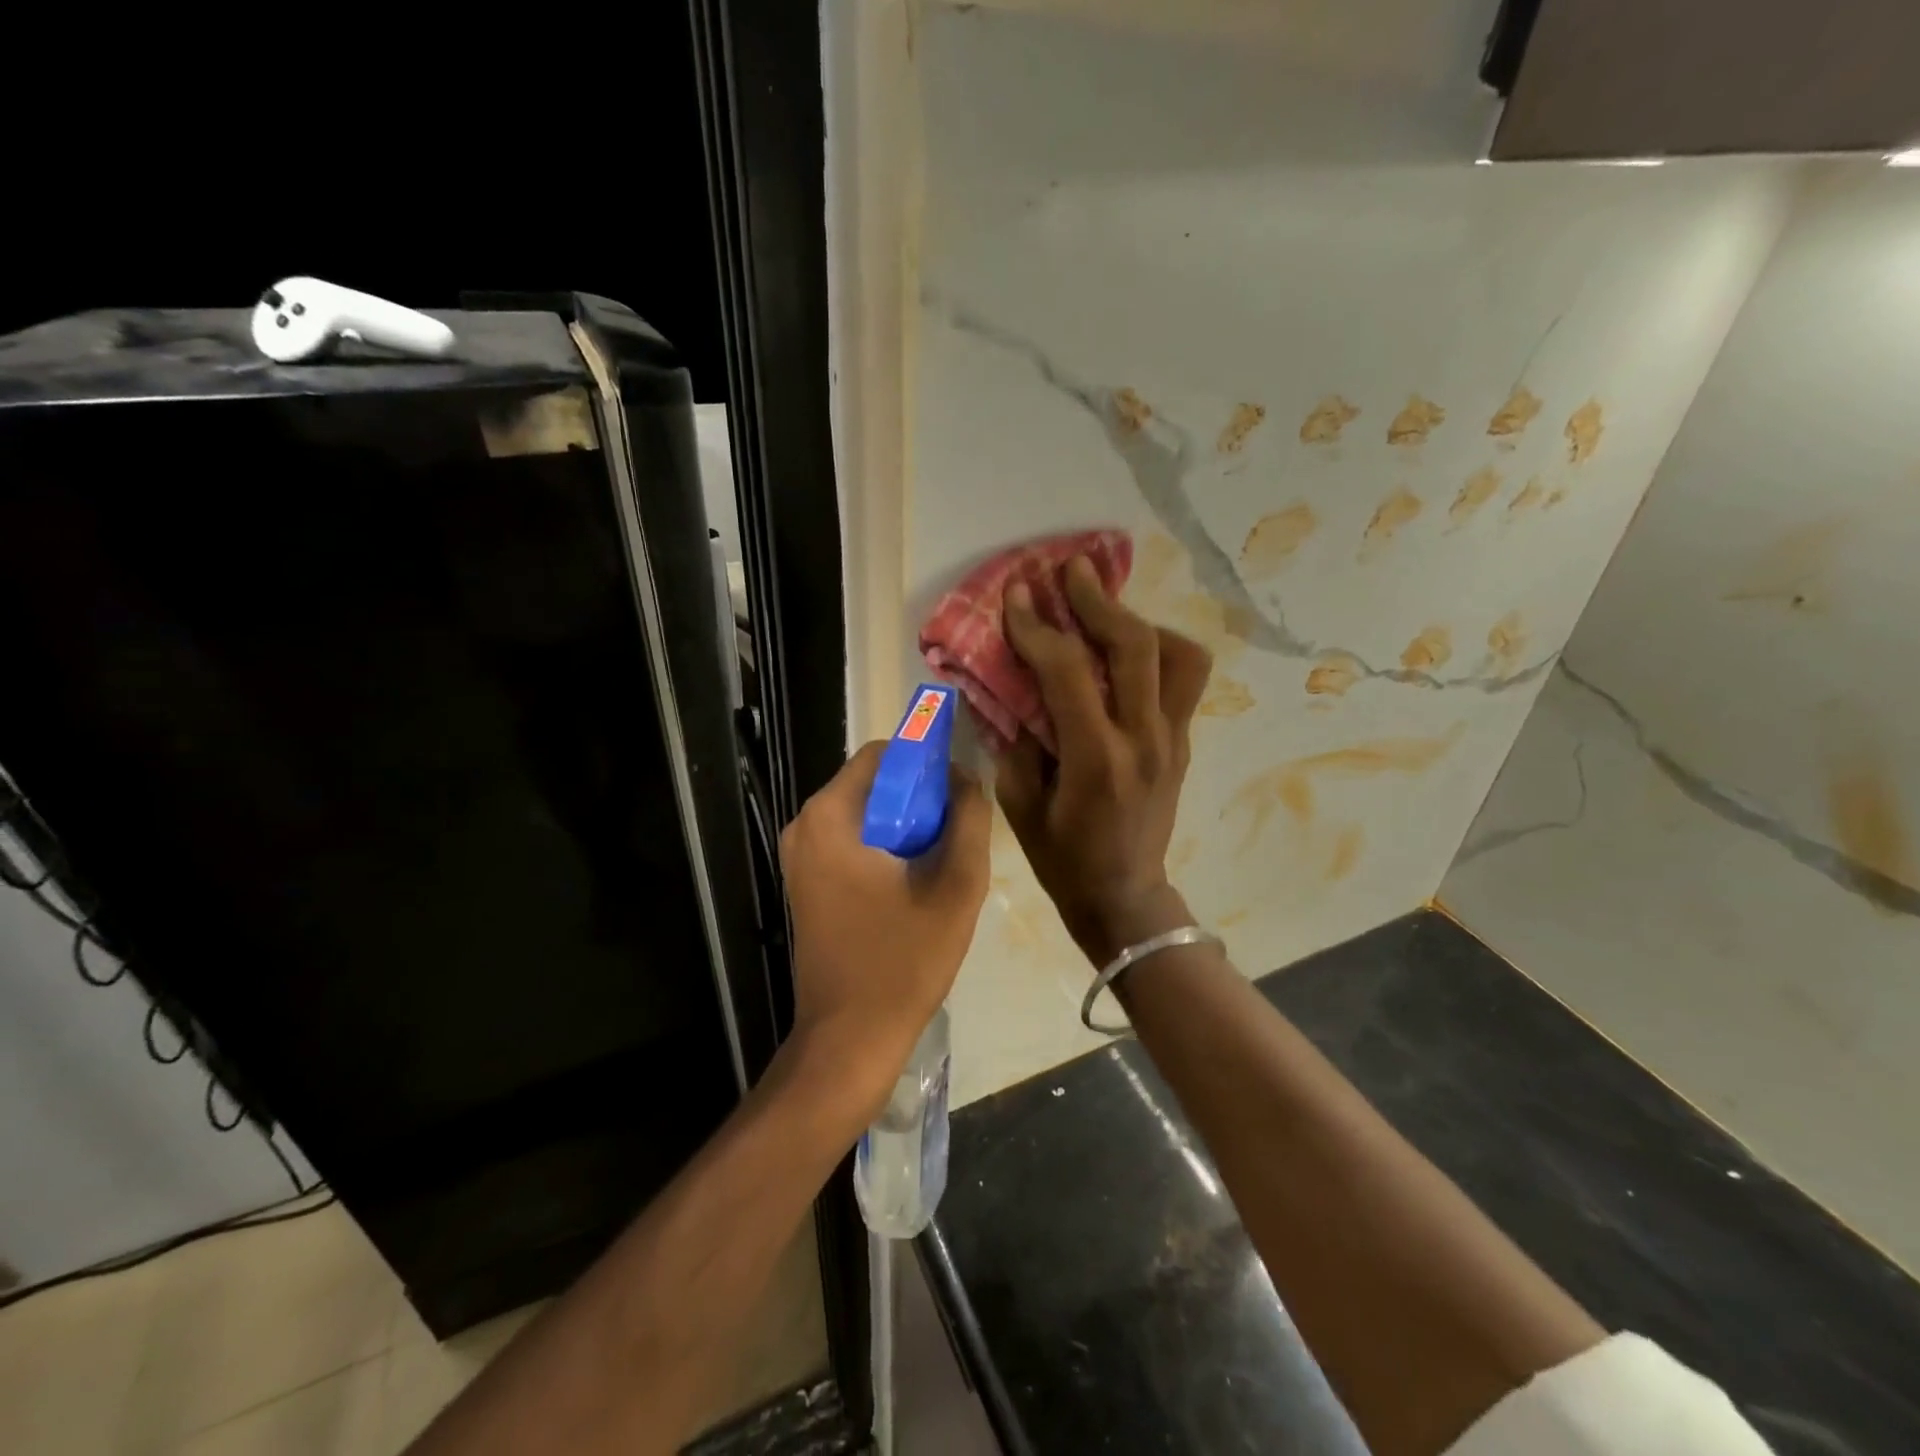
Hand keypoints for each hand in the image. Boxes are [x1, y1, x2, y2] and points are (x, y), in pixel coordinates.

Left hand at [780, 741, 991, 1113]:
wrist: (849, 1040)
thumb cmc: (902, 962)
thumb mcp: (956, 888)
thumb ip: (969, 821)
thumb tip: (967, 779)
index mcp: (831, 816)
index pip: (883, 753)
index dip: (926, 763)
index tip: (959, 795)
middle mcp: (805, 826)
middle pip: (873, 783)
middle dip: (919, 797)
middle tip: (955, 834)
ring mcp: (800, 857)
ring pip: (865, 813)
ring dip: (905, 825)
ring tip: (939, 862)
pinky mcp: (806, 882)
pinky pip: (852, 841)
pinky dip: (885, 846)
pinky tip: (914, 884)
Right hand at [997, 556, 1212, 964]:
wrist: (1125, 897)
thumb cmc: (1063, 859)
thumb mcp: (1020, 804)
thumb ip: (1014, 739)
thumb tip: (1010, 686)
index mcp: (1097, 760)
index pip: (1070, 672)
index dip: (1037, 628)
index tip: (1015, 596)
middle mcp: (1145, 740)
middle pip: (1136, 647)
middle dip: (1098, 600)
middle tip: (1069, 571)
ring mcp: (1173, 740)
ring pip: (1179, 655)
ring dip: (1139, 623)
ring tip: (1105, 612)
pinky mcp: (1183, 742)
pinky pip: (1182, 680)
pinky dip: (1156, 651)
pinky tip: (1124, 652)